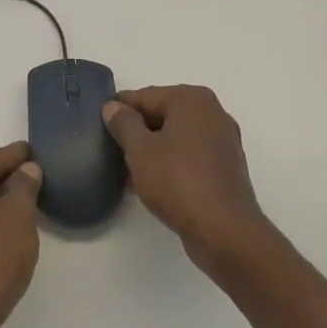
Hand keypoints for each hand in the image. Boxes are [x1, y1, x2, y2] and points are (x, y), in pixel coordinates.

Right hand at [104, 85, 272, 273]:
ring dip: (153, 150)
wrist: (224, 231)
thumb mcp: (140, 150)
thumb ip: (123, 124)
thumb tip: (113, 107)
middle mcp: (212, 112)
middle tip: (112, 149)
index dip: (120, 109)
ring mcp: (223, 140)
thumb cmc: (178, 181)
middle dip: (137, 131)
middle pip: (163, 114)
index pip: (146, 96)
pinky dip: (171, 163)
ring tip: (127, 170)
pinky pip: (191, 155)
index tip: (100, 123)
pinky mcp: (226, 167)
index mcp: (192, 99)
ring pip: (177, 137)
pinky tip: (152, 183)